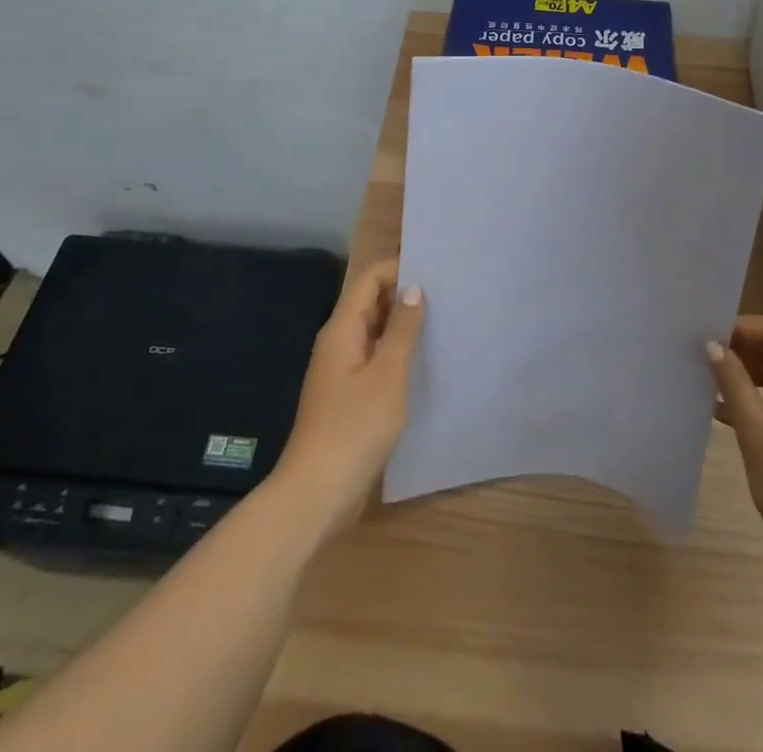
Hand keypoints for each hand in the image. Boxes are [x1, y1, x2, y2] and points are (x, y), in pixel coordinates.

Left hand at [276, 257, 425, 535]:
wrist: (316, 493)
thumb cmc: (354, 428)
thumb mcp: (387, 375)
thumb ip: (402, 330)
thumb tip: (414, 289)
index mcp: (342, 330)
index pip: (369, 280)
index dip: (398, 269)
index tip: (434, 270)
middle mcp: (338, 343)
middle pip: (370, 302)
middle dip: (403, 295)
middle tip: (445, 295)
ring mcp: (340, 371)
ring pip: (373, 332)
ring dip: (401, 325)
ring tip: (441, 323)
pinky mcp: (346, 396)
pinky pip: (373, 358)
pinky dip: (394, 352)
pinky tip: (421, 362)